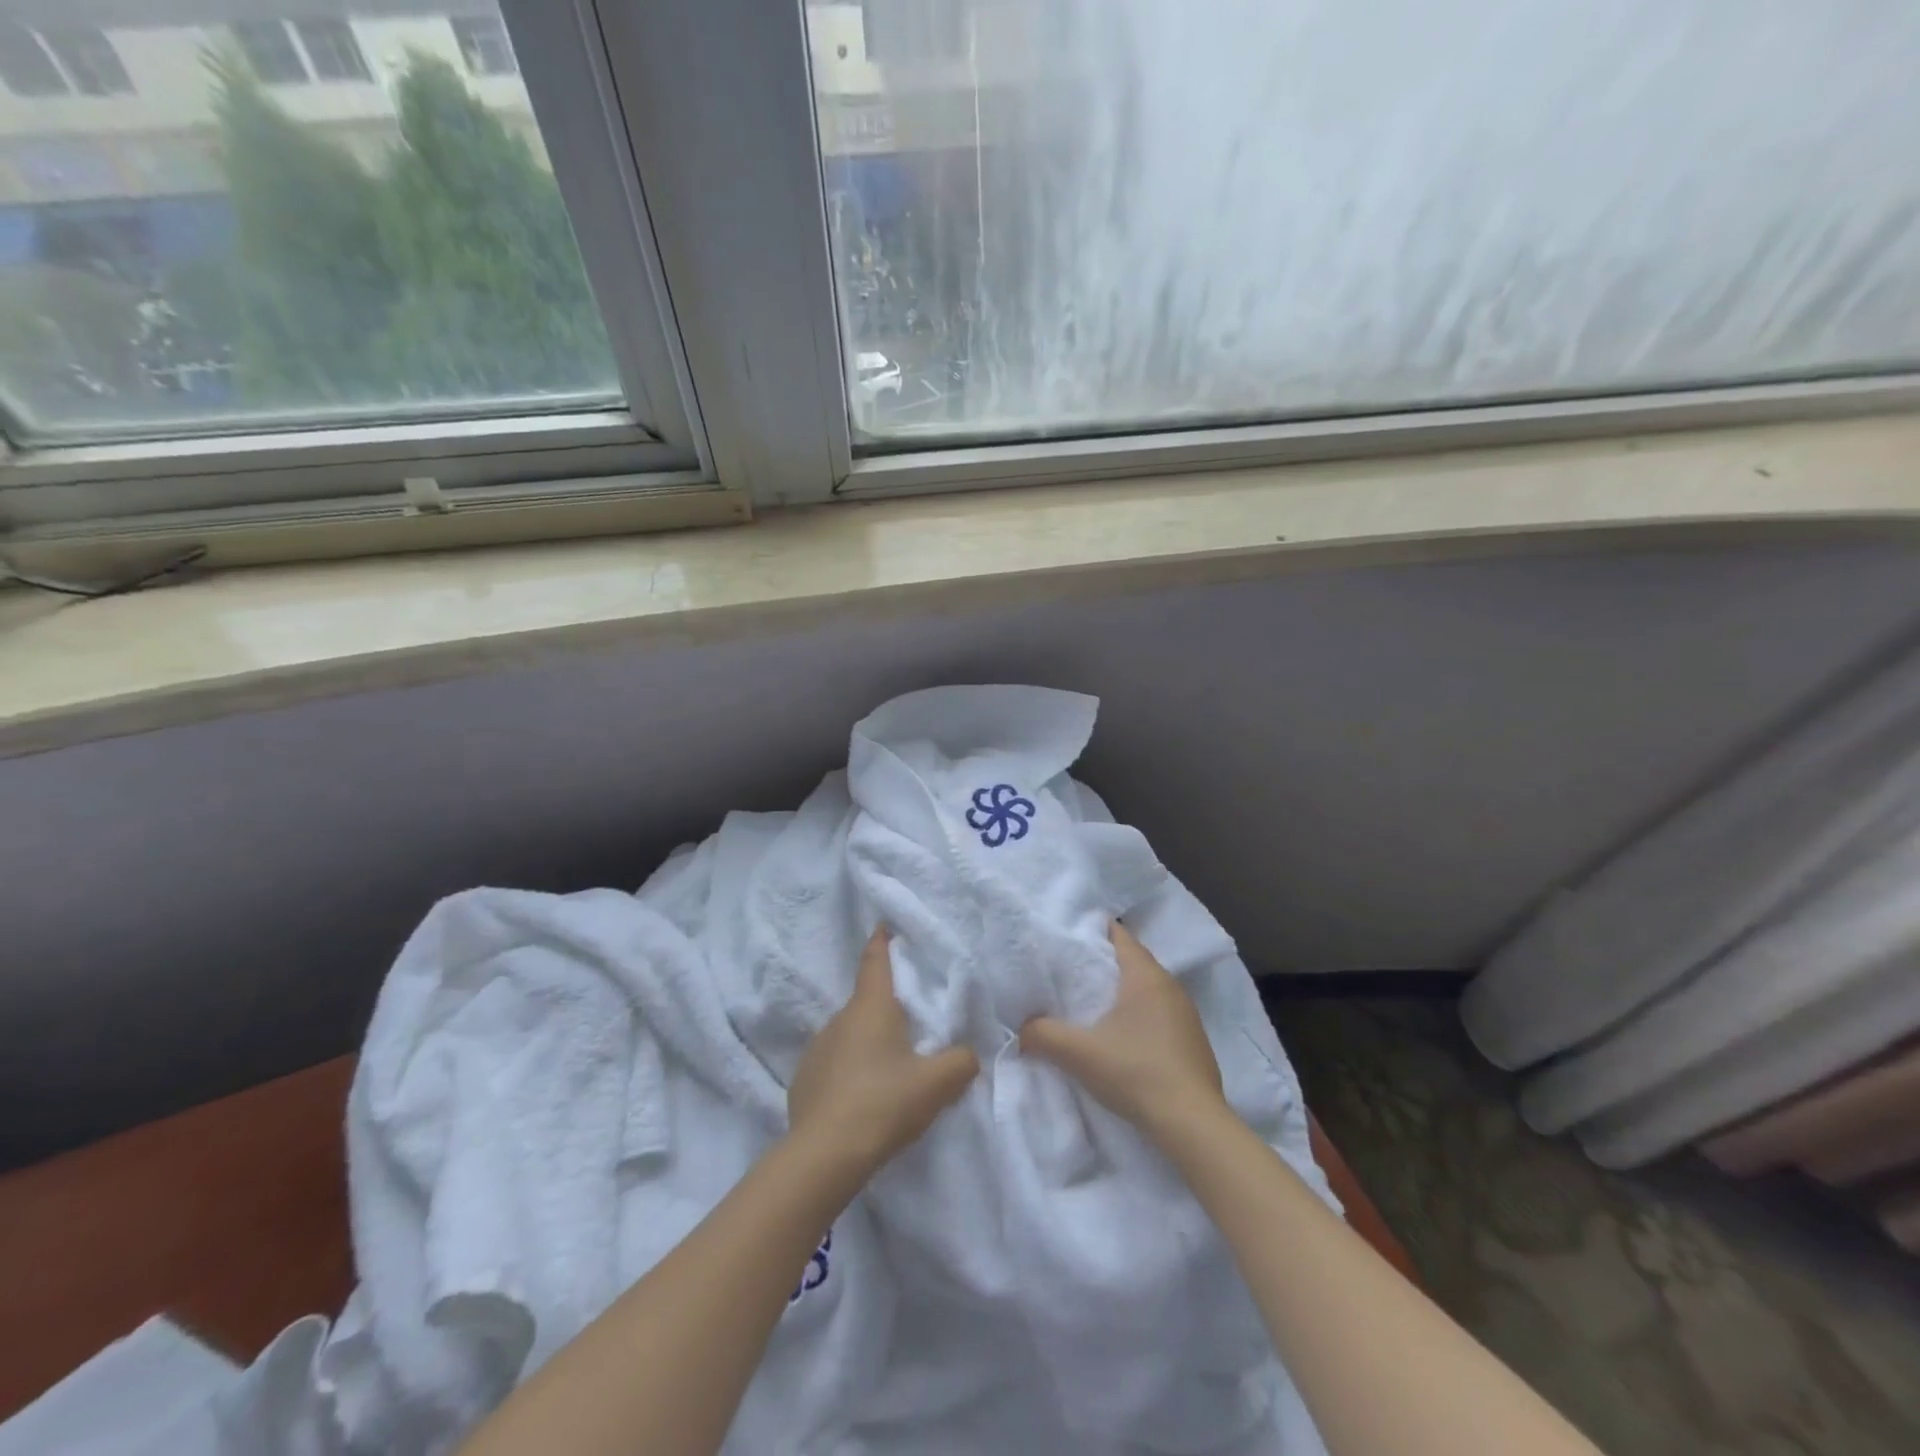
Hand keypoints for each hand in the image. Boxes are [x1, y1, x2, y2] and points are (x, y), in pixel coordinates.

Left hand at [787, 928, 979, 1175]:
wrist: (824, 1156)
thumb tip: (969, 1054)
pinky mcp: (804, 1080)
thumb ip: (961, 1062)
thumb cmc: (883, 1104)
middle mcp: (839, 1019)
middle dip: (887, 1006)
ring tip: (889, 1068)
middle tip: (911, 1022)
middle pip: (867, 1002)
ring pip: (850, 1034)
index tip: (883, 925)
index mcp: (871, 1007)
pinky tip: (862, 1097)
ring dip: (868, 1042)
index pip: (875, 961)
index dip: (881, 941)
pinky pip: (834, 1064)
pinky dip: (849, 1071)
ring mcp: (817, 1049)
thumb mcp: (936, 1084)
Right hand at [1020, 921, 1227, 1144]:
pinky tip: (1124, 1035)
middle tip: (1073, 968)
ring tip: (1094, 1001)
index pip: (1121, 936)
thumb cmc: (1136, 1072)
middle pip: (1135, 961)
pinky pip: (1161, 1013)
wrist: (1192, 1125)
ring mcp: (1187, 1015)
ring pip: (1149, 989)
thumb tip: (1021, 1031)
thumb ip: (1043, 1035)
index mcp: (1146, 976)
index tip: (1070, 934)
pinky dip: (1140, 1014)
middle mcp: (1171, 987)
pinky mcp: (1193, 1042)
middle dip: (1106, 961)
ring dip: (1124, 991)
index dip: (1095, 931)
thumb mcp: (1079, 1053)